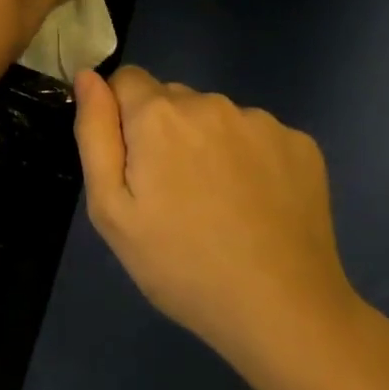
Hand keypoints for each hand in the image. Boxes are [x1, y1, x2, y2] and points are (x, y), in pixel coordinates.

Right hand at [73, 66, 366, 379]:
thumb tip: (87, 76)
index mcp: (158, 115)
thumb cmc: (180, 264)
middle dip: (163, 131)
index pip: (126, 79)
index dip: (121, 116)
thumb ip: (95, 133)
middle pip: (171, 98)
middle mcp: (210, 102)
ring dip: (206, 143)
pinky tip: (255, 204)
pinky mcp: (301, 144)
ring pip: (214, 117)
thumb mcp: (111, 209)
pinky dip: (249, 158)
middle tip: (172, 193)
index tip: (133, 163)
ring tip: (217, 202)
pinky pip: (256, 135)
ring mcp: (261, 122)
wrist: (283, 312)